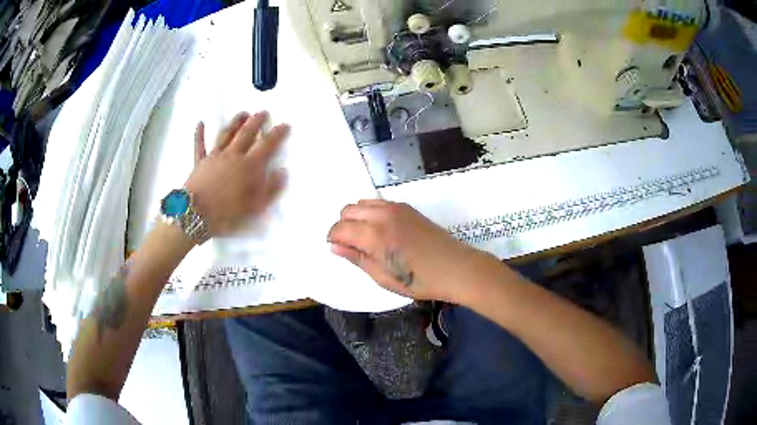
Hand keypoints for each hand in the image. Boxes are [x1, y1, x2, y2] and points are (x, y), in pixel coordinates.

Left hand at [185, 111, 288, 235]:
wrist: (196, 215)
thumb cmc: (227, 214)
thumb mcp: (256, 207)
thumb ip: (271, 189)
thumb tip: (282, 171)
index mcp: (249, 166)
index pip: (267, 145)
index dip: (277, 134)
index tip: (285, 124)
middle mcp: (233, 155)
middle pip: (246, 133)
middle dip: (256, 121)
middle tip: (263, 112)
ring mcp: (214, 157)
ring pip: (226, 134)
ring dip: (235, 123)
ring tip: (242, 113)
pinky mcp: (199, 162)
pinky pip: (199, 145)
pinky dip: (199, 134)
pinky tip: (200, 123)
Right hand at [327, 200, 497, 303]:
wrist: (455, 268)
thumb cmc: (419, 280)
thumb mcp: (383, 277)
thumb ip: (357, 258)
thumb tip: (335, 247)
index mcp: (373, 235)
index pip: (339, 228)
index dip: (333, 238)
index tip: (338, 249)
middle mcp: (382, 215)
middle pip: (348, 210)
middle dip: (343, 226)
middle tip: (352, 245)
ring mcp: (396, 208)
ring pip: (362, 202)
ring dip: (357, 217)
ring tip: (366, 238)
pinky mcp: (407, 207)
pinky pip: (379, 203)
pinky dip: (372, 212)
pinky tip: (382, 230)